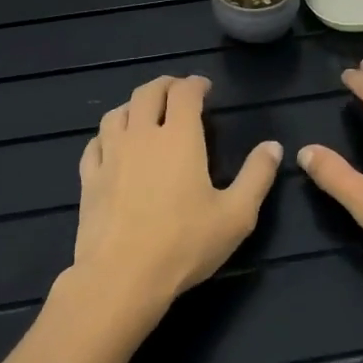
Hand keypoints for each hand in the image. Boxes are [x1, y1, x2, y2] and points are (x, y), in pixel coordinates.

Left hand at [72, 74, 282, 310]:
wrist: (121, 278)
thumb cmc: (184, 244)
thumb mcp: (236, 215)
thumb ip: (257, 176)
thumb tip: (273, 146)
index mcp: (178, 137)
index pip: (184, 93)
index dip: (195, 84)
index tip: (205, 87)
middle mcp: (141, 135)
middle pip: (147, 93)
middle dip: (165, 85)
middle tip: (177, 91)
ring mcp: (110, 155)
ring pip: (117, 113)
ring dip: (133, 105)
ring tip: (144, 112)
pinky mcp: (89, 179)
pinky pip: (96, 143)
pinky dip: (108, 135)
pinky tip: (112, 145)